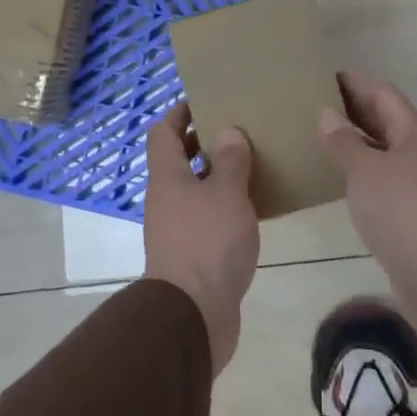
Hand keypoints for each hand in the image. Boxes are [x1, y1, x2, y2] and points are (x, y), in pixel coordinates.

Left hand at [144, 102, 258, 374]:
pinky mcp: (192, 254)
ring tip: (253, 163)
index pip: (163, 132)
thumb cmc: (208, 243)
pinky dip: (225, 206)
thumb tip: (228, 132)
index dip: (180, 113)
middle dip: (204, 142)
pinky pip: (207, 218)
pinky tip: (253, 207)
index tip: (206, 100)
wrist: (193, 315)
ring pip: (195, 190)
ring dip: (218, 176)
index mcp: (167, 177)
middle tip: (239, 129)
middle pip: (178, 160)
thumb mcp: (227, 194)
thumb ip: (231, 160)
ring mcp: (177, 228)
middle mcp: (166, 199)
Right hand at [319, 72, 416, 363]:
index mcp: (414, 133)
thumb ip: (344, 141)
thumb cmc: (399, 209)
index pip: (384, 94)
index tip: (327, 76)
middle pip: (387, 120)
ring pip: (386, 150)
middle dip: (356, 110)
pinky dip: (363, 169)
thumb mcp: (365, 170)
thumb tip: (328, 114)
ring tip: (324, 137)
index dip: (356, 83)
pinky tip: (341, 177)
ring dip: (359, 141)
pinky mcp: (414, 210)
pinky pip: (384, 177)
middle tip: (319, 104)